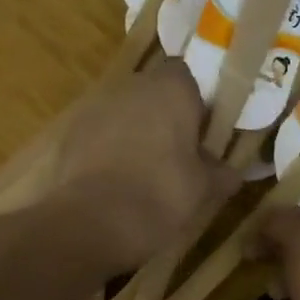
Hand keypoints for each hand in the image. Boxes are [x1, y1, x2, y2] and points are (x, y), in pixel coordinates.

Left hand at [52, 58, 239, 270]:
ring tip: (144, 174)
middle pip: (152, 93)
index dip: (195, 101)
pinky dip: (108, 152)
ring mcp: (95, 109)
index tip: (202, 132)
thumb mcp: (203, 190)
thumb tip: (230, 171)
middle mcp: (130, 87)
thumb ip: (220, 173)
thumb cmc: (160, 196)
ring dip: (134, 134)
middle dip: (164, 118)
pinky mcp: (70, 135)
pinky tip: (115, 184)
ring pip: (123, 114)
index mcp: (170, 89)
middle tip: (177, 155)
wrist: (92, 223)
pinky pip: (98, 136)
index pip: (187, 75)